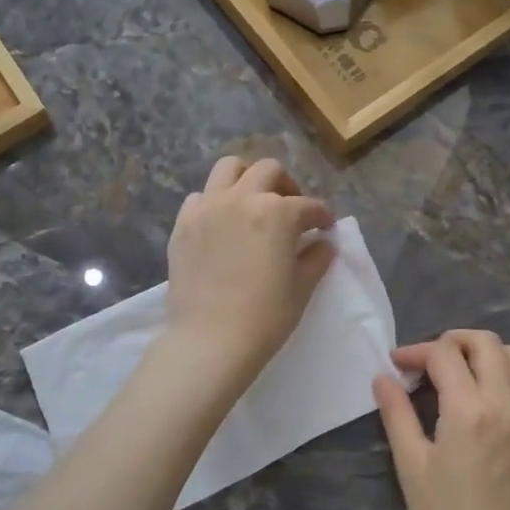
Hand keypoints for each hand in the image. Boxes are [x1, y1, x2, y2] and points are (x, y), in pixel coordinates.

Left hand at [164, 157, 335, 386]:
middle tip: (292, 209)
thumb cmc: (264, 318)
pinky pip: (201, 197)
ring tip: (254, 202)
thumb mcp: (301, 289)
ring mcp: (208, 208)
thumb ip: (316, 259)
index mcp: (277, 213)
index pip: (308, 206)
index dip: (322, 216)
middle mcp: (242, 199)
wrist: (210, 341)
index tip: (325, 227)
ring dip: (247, 178)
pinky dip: (215, 202)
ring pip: (229, 168)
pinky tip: (222, 224)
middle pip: (268, 172)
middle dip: (286, 186)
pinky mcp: (183, 224)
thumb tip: (323, 243)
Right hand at [373, 330, 509, 509]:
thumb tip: (383, 377)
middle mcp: (505, 404)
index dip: (416, 352)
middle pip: (485, 343)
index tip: (398, 366)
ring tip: (468, 372)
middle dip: (453, 341)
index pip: (443, 355)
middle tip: (431, 362)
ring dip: (491, 354)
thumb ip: (397, 414)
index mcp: (467, 410)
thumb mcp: (410, 465)